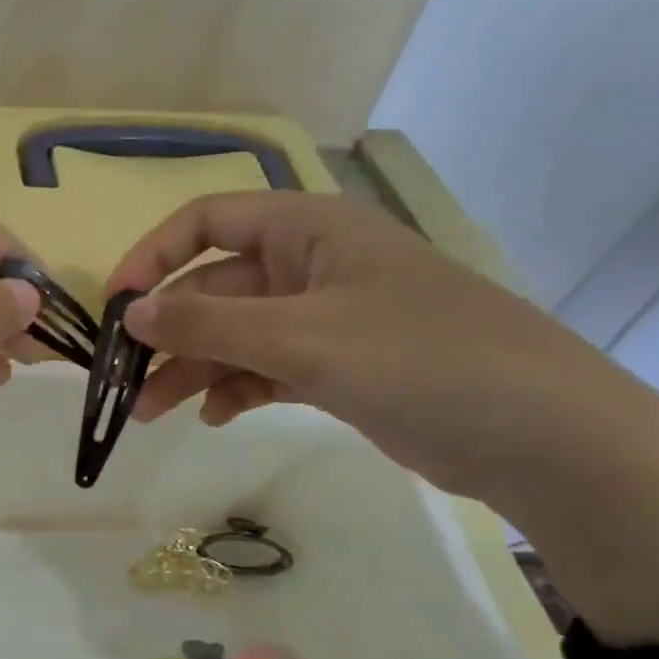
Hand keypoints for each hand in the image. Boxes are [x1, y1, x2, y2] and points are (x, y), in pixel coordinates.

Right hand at [107, 191, 628, 503]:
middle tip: (124, 382)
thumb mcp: (301, 337)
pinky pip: (268, 367)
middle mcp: (312, 265)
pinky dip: (237, 388)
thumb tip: (128, 314)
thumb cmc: (419, 359)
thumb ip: (207, 324)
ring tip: (153, 413)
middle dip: (169, 333)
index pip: (207, 221)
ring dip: (194, 369)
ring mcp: (328, 318)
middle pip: (216, 287)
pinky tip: (217, 417)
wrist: (544, 436)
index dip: (153, 257)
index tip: (115, 306)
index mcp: (307, 229)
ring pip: (237, 334)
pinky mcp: (341, 366)